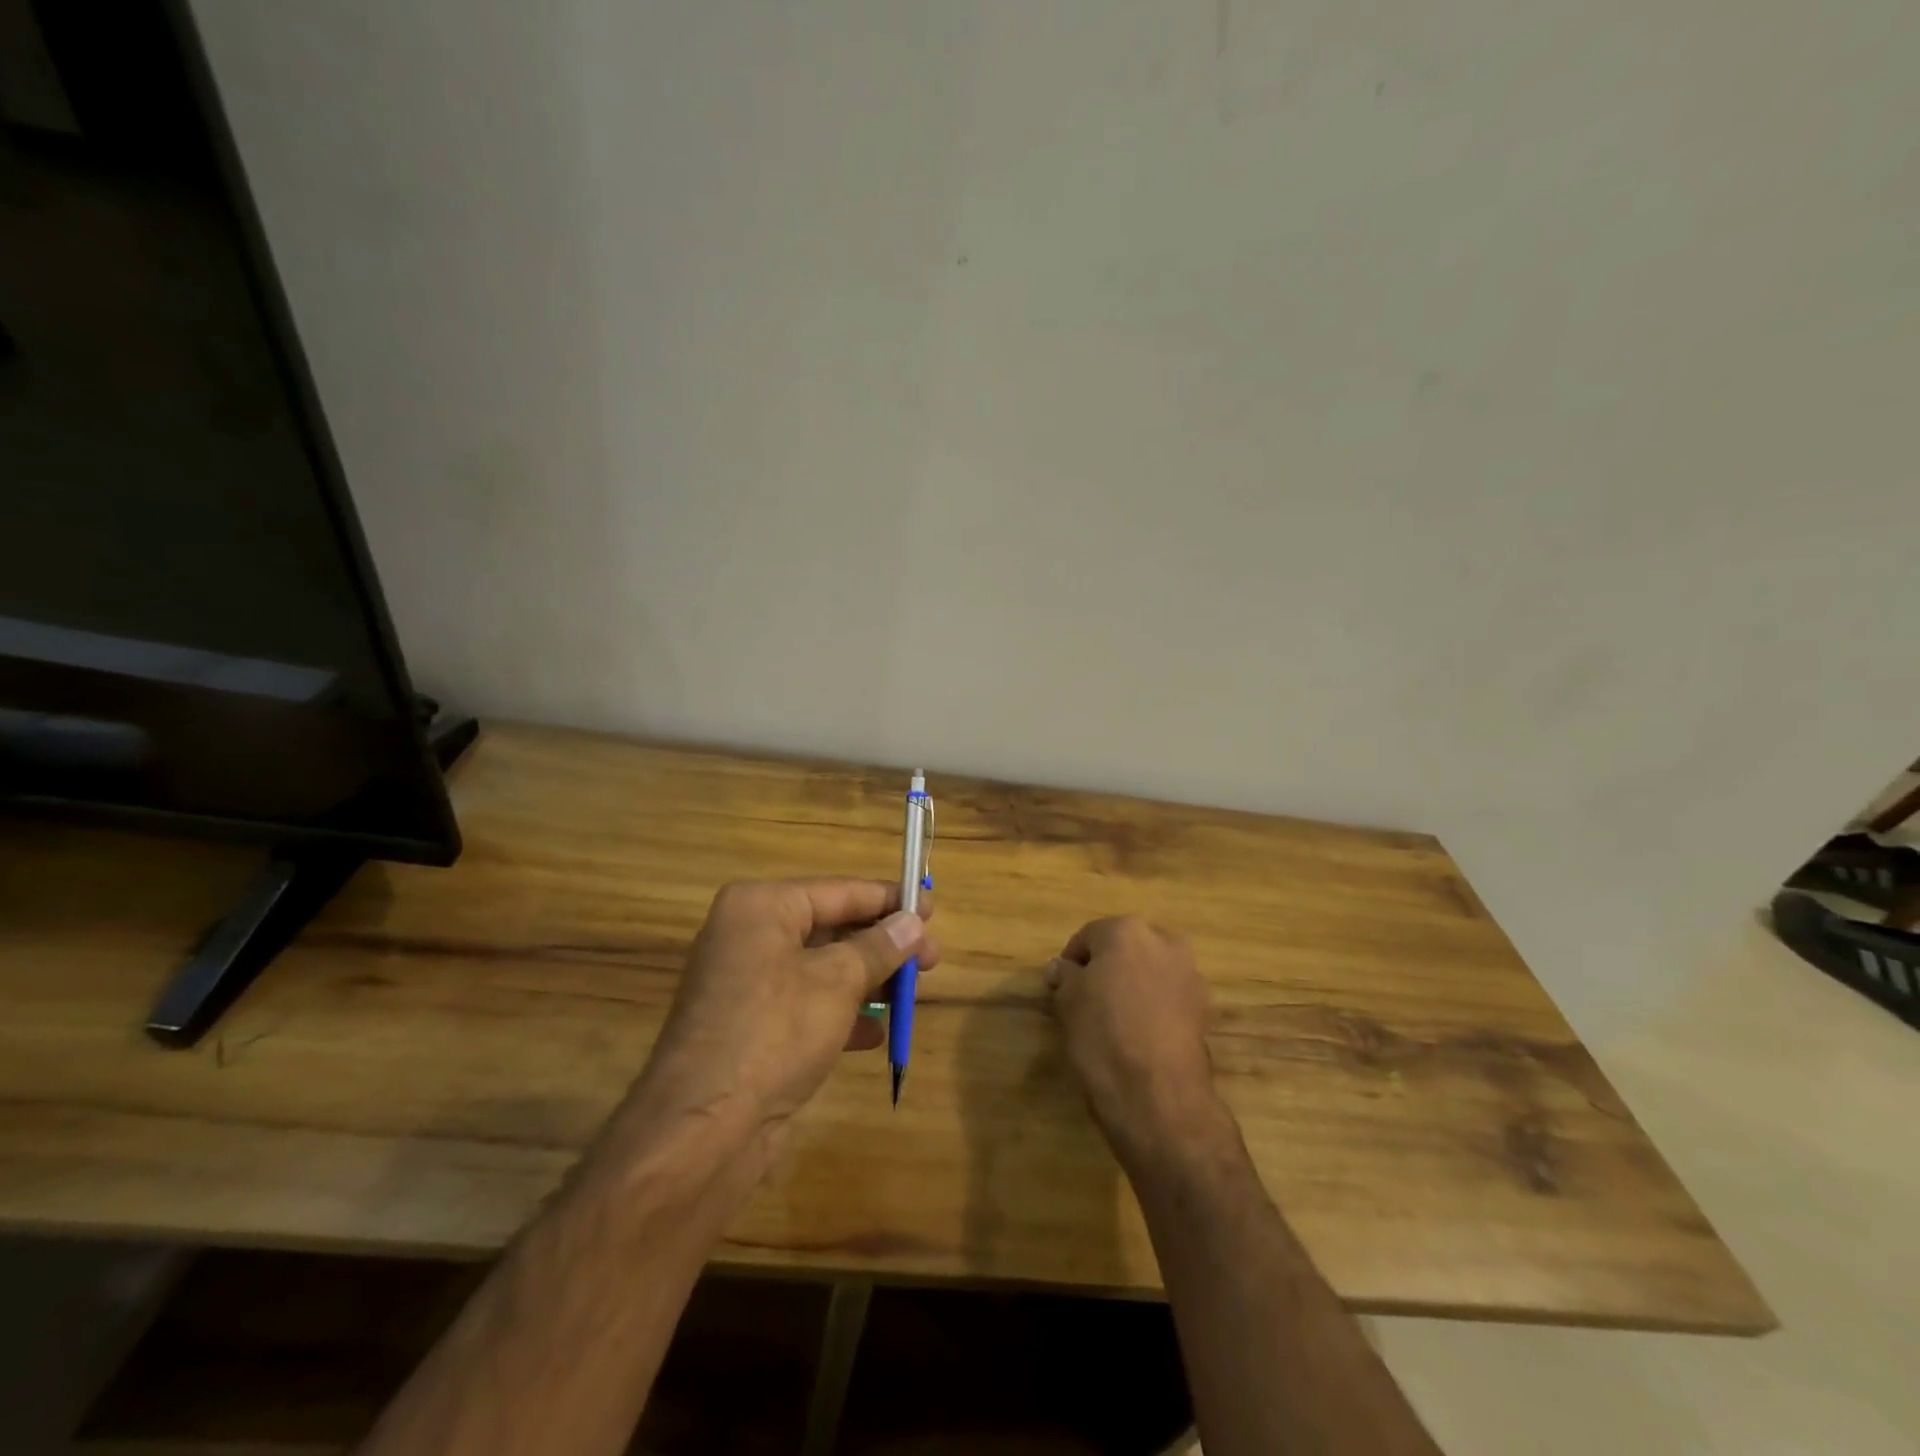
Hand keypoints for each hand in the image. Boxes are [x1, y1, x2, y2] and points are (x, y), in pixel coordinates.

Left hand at [628, 879, 937, 1161]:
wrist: (704, 1129)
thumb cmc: (775, 1032)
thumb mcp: (838, 982)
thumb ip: (880, 947)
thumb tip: (913, 923)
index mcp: (761, 907)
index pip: (839, 891)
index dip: (889, 900)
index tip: (931, 909)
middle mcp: (749, 935)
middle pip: (831, 928)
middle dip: (883, 946)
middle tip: (930, 960)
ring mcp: (746, 983)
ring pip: (821, 968)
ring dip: (867, 981)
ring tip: (909, 996)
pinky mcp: (749, 1025)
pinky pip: (805, 1004)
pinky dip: (840, 1013)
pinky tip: (874, 1035)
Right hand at [1048, 917, 1221, 1165]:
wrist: (1157, 1095)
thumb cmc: (1103, 1036)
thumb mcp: (1068, 1002)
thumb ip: (1065, 976)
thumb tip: (1061, 967)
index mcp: (1127, 930)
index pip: (1088, 937)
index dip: (1071, 963)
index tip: (1061, 989)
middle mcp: (1164, 941)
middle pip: (1125, 948)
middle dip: (1107, 969)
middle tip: (1088, 1001)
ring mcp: (1190, 974)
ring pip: (1150, 971)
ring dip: (1133, 986)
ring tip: (1115, 1020)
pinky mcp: (1204, 1008)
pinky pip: (1169, 996)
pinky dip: (1154, 1007)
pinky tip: (1140, 1034)